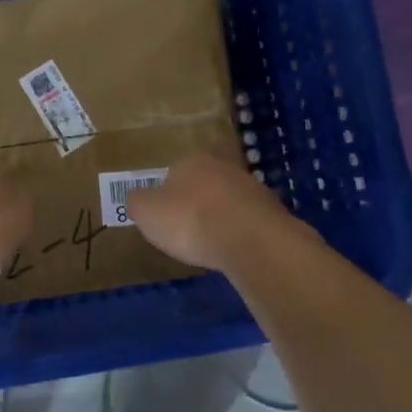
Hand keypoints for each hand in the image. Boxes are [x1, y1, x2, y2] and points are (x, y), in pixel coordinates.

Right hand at [126, 154, 293, 272]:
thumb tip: (137, 197)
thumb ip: (138, 202)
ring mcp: (253, 188)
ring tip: (214, 242)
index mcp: (192, 161)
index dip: (170, 191)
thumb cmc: (190, 220)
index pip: (176, 170)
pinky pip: (250, 221)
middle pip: (207, 181)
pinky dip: (242, 233)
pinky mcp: (273, 212)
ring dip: (224, 216)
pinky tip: (235, 250)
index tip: (167, 213)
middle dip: (200, 200)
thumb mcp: (147, 212)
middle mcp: (224, 167)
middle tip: (190, 226)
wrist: (249, 239)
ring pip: (232, 199)